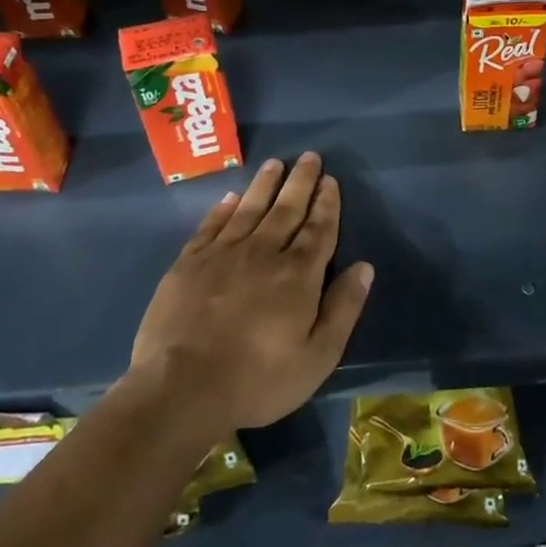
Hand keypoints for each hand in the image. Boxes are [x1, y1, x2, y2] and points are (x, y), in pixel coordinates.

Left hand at [129, 153, 373, 434]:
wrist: (181, 390)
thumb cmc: (258, 379)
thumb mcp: (317, 356)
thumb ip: (343, 309)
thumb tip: (365, 267)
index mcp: (298, 275)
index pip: (318, 229)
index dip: (327, 203)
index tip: (331, 181)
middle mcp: (263, 253)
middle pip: (286, 209)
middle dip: (301, 182)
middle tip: (309, 156)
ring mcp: (222, 255)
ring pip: (249, 209)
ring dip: (265, 185)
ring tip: (275, 164)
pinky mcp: (188, 265)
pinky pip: (210, 226)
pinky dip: (222, 209)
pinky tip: (230, 198)